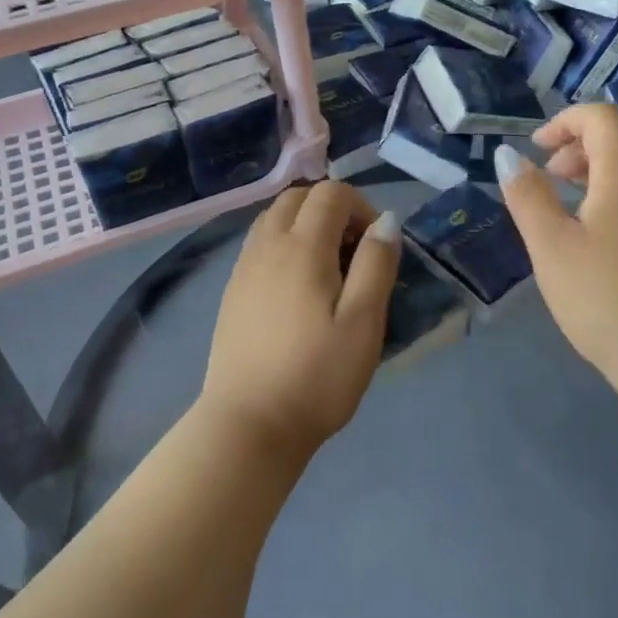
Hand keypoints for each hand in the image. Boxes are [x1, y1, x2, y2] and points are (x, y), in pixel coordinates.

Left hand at [201, 181, 399, 461]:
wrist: (248, 425)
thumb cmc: (317, 377)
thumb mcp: (363, 323)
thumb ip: (376, 265)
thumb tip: (385, 221)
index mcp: (302, 248)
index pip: (330, 193)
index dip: (361, 206)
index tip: (376, 246)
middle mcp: (267, 246)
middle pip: (298, 197)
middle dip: (332, 209)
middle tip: (354, 252)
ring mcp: (244, 268)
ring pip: (274, 218)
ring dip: (306, 224)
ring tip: (329, 267)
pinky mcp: (232, 291)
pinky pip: (259, 243)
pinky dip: (284, 243)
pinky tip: (299, 287)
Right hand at [495, 105, 617, 396]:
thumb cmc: (606, 300)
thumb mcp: (551, 248)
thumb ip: (527, 195)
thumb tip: (508, 155)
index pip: (603, 118)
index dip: (565, 122)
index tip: (537, 150)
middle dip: (580, 146)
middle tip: (549, 177)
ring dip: (601, 171)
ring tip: (570, 206)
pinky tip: (602, 237)